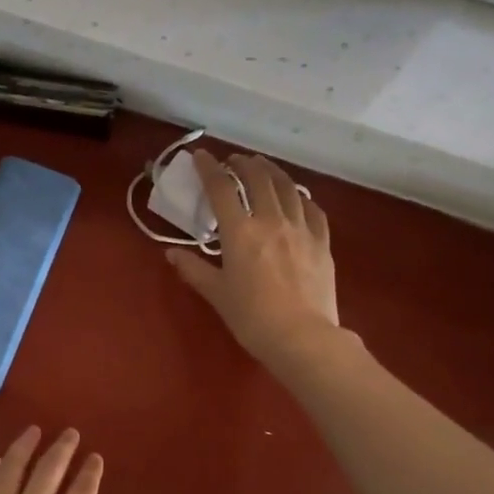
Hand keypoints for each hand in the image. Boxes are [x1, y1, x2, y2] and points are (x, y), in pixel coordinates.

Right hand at [169, 150, 339, 367]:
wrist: (302, 337)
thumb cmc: (252, 318)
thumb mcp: (217, 294)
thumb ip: (194, 269)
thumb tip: (171, 253)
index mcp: (240, 232)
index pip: (221, 188)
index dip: (209, 168)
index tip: (201, 156)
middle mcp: (271, 220)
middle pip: (258, 178)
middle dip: (243, 163)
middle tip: (234, 160)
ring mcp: (301, 229)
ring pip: (287, 187)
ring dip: (272, 171)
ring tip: (263, 167)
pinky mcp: (322, 242)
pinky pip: (312, 209)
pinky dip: (301, 197)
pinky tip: (297, 197)